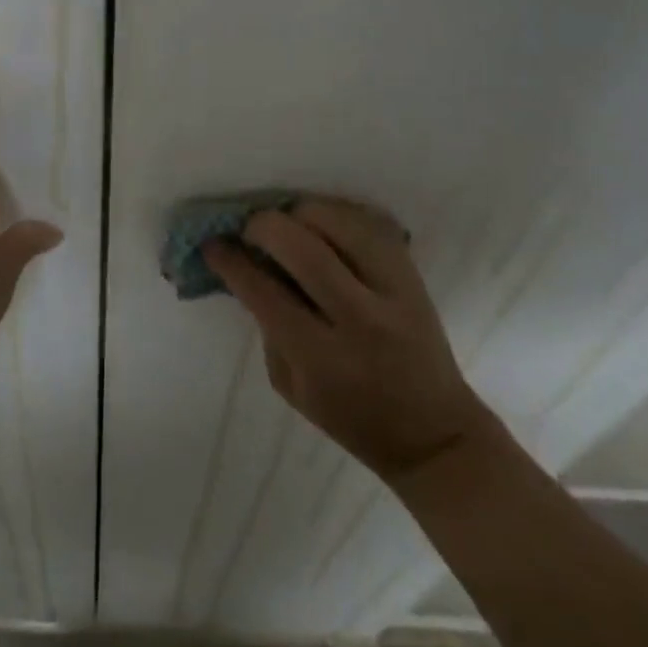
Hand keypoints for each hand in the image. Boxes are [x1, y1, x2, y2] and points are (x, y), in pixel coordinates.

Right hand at [204, 198, 490, 482]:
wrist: (434, 432)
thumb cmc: (352, 417)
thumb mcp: (292, 386)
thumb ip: (267, 324)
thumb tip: (246, 266)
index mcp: (324, 359)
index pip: (265, 292)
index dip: (231, 261)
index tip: (212, 244)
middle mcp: (362, 318)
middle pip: (302, 246)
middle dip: (263, 225)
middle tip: (248, 230)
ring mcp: (394, 289)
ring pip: (336, 220)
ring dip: (299, 214)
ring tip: (287, 227)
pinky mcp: (411, 270)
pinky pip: (364, 220)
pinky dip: (333, 214)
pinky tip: (319, 227)